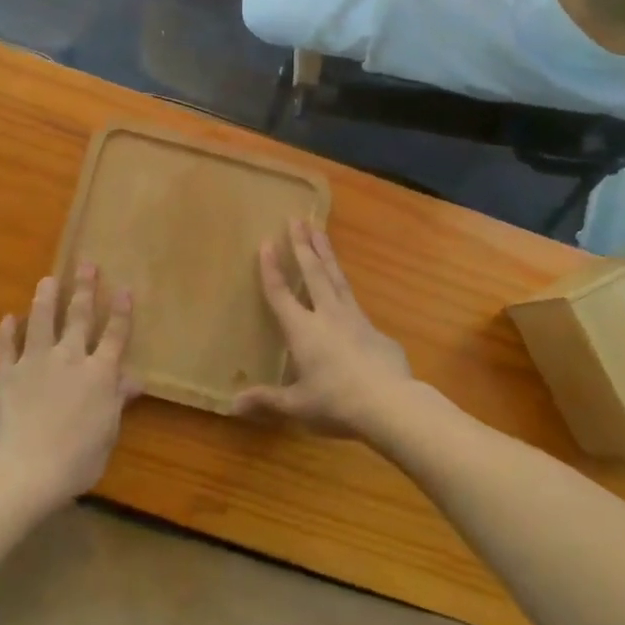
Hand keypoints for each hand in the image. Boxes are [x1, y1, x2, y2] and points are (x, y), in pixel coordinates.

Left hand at [0, 264, 141, 506]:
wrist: (27, 470)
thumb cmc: (77, 459)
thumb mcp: (108, 431)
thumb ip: (118, 401)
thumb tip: (133, 379)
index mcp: (99, 373)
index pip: (115, 335)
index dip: (120, 311)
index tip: (123, 288)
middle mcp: (70, 358)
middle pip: (79, 316)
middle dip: (84, 288)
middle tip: (86, 264)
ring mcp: (36, 362)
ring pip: (42, 320)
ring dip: (45, 298)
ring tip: (47, 279)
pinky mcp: (8, 373)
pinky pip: (6, 346)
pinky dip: (7, 331)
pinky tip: (9, 318)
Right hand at [233, 222, 413, 435]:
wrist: (391, 404)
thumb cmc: (336, 403)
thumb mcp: (297, 405)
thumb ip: (267, 400)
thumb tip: (232, 404)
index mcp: (303, 330)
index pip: (281, 294)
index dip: (271, 268)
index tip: (266, 242)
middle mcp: (328, 316)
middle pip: (313, 272)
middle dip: (303, 245)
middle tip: (297, 219)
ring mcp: (355, 319)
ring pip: (337, 278)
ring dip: (326, 253)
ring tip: (320, 231)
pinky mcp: (376, 330)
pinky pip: (356, 302)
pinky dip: (346, 289)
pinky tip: (346, 290)